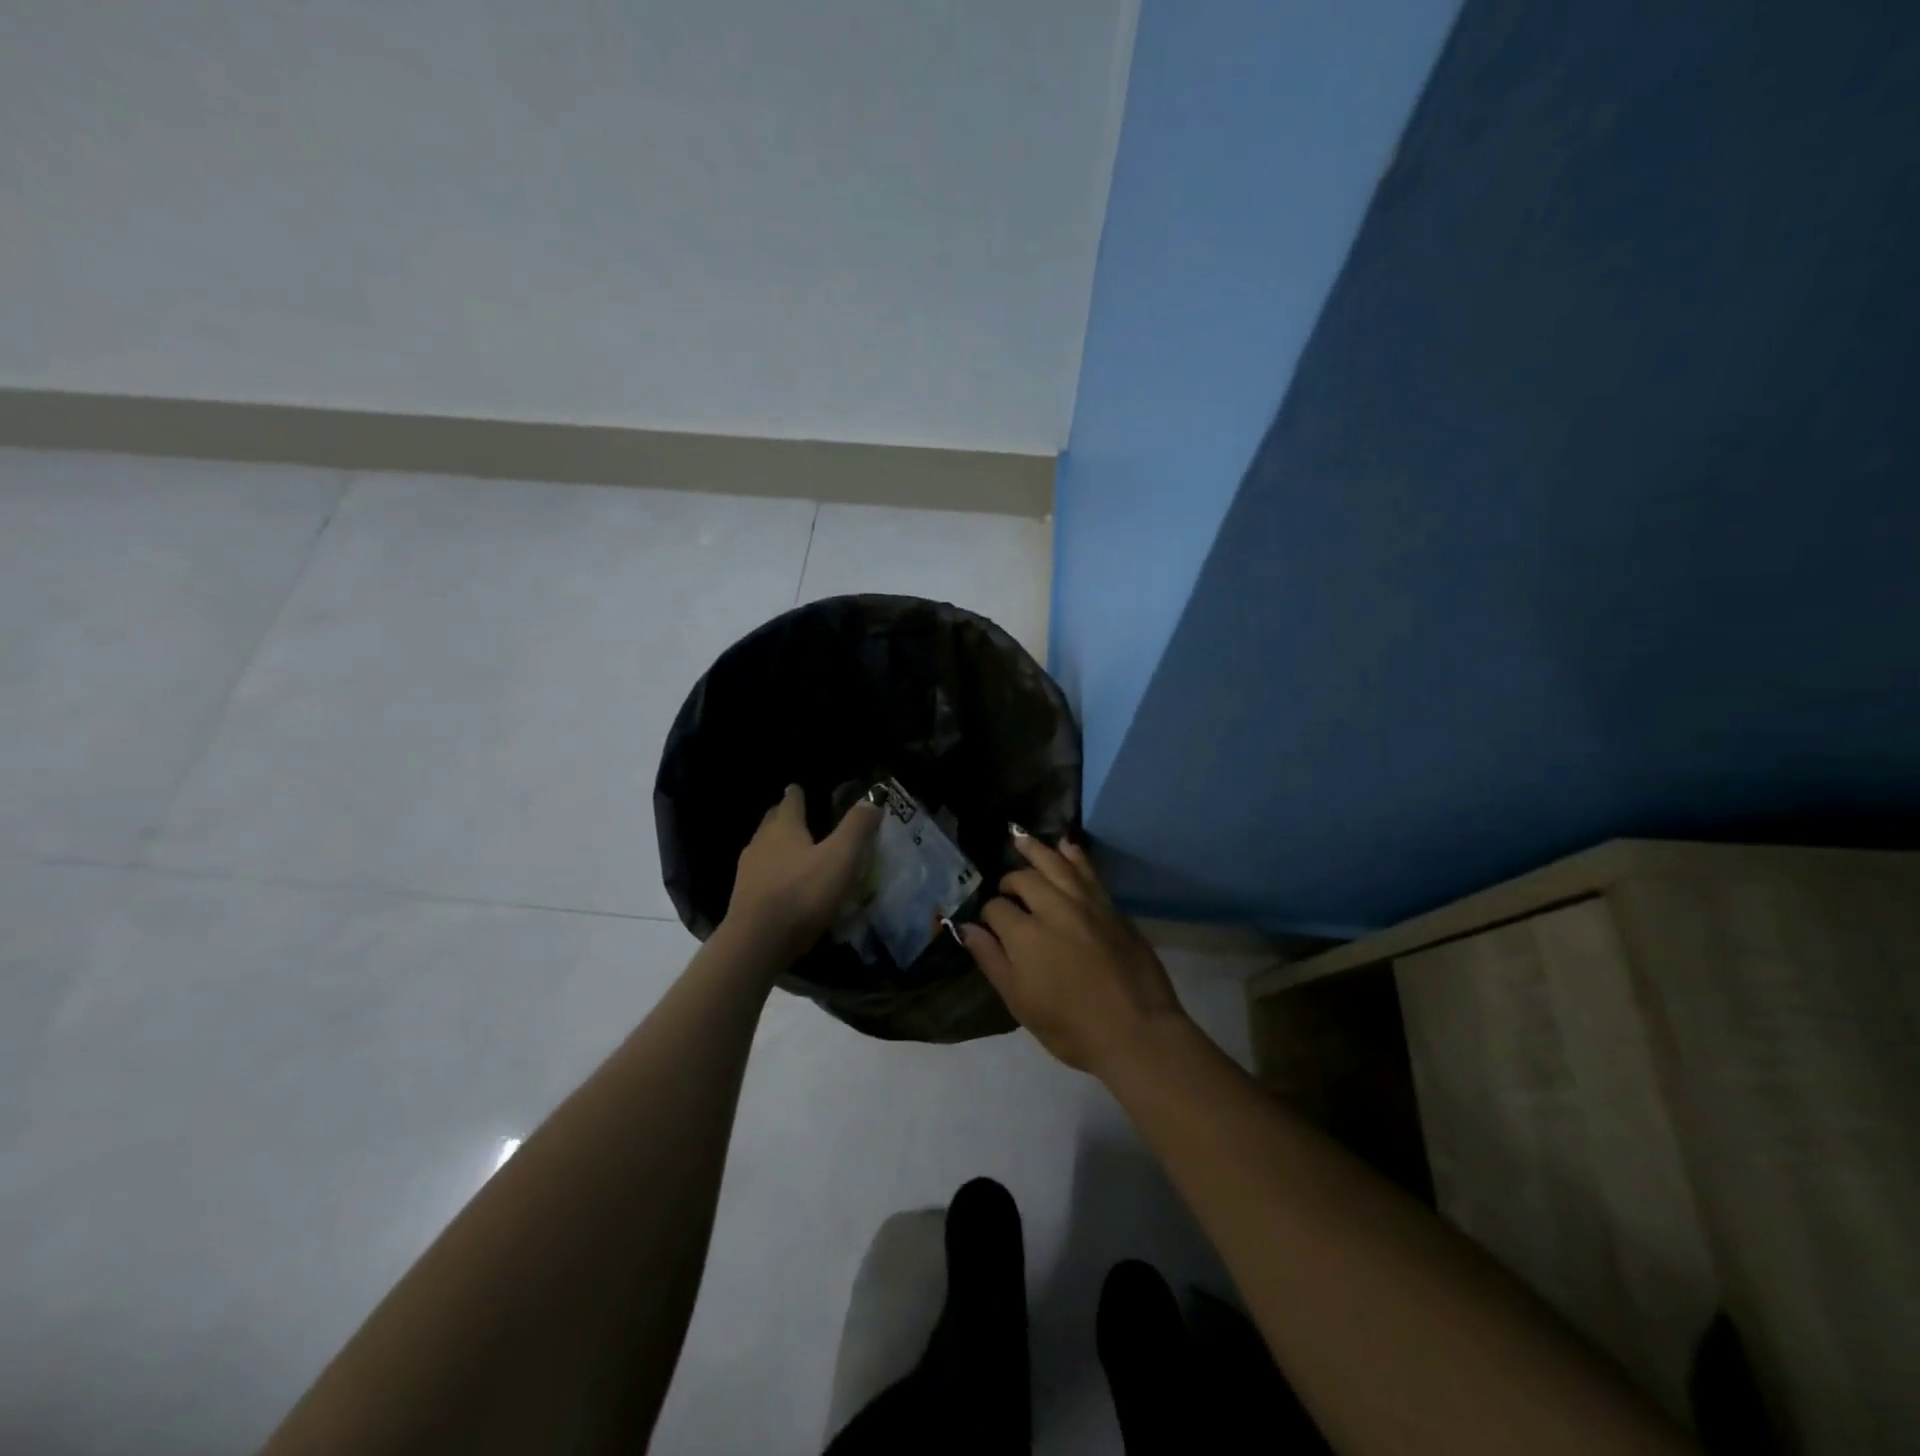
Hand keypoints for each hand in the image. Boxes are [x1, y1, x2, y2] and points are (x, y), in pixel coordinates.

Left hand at [726, 785, 881, 964]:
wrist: (756, 943)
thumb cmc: (802, 894)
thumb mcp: (840, 858)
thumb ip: (857, 827)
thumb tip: (874, 796)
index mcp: (784, 827)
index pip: (791, 800)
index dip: (798, 793)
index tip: (800, 788)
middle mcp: (761, 842)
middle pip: (772, 821)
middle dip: (785, 816)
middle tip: (801, 816)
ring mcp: (747, 871)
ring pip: (763, 847)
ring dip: (777, 844)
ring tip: (795, 850)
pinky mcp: (743, 898)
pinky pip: (760, 874)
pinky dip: (772, 871)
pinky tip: (784, 884)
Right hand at [957, 832, 1187, 1076]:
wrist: (1136, 1031)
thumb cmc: (1071, 1027)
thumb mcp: (1020, 1002)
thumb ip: (991, 960)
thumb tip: (966, 928)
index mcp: (1025, 935)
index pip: (996, 909)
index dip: (988, 915)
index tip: (989, 926)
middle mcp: (1053, 908)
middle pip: (1024, 880)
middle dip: (1009, 882)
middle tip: (1006, 891)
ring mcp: (1086, 903)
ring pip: (1056, 864)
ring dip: (1036, 849)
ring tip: (1019, 838)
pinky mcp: (1110, 906)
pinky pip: (1088, 871)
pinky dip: (1074, 855)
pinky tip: (1066, 845)